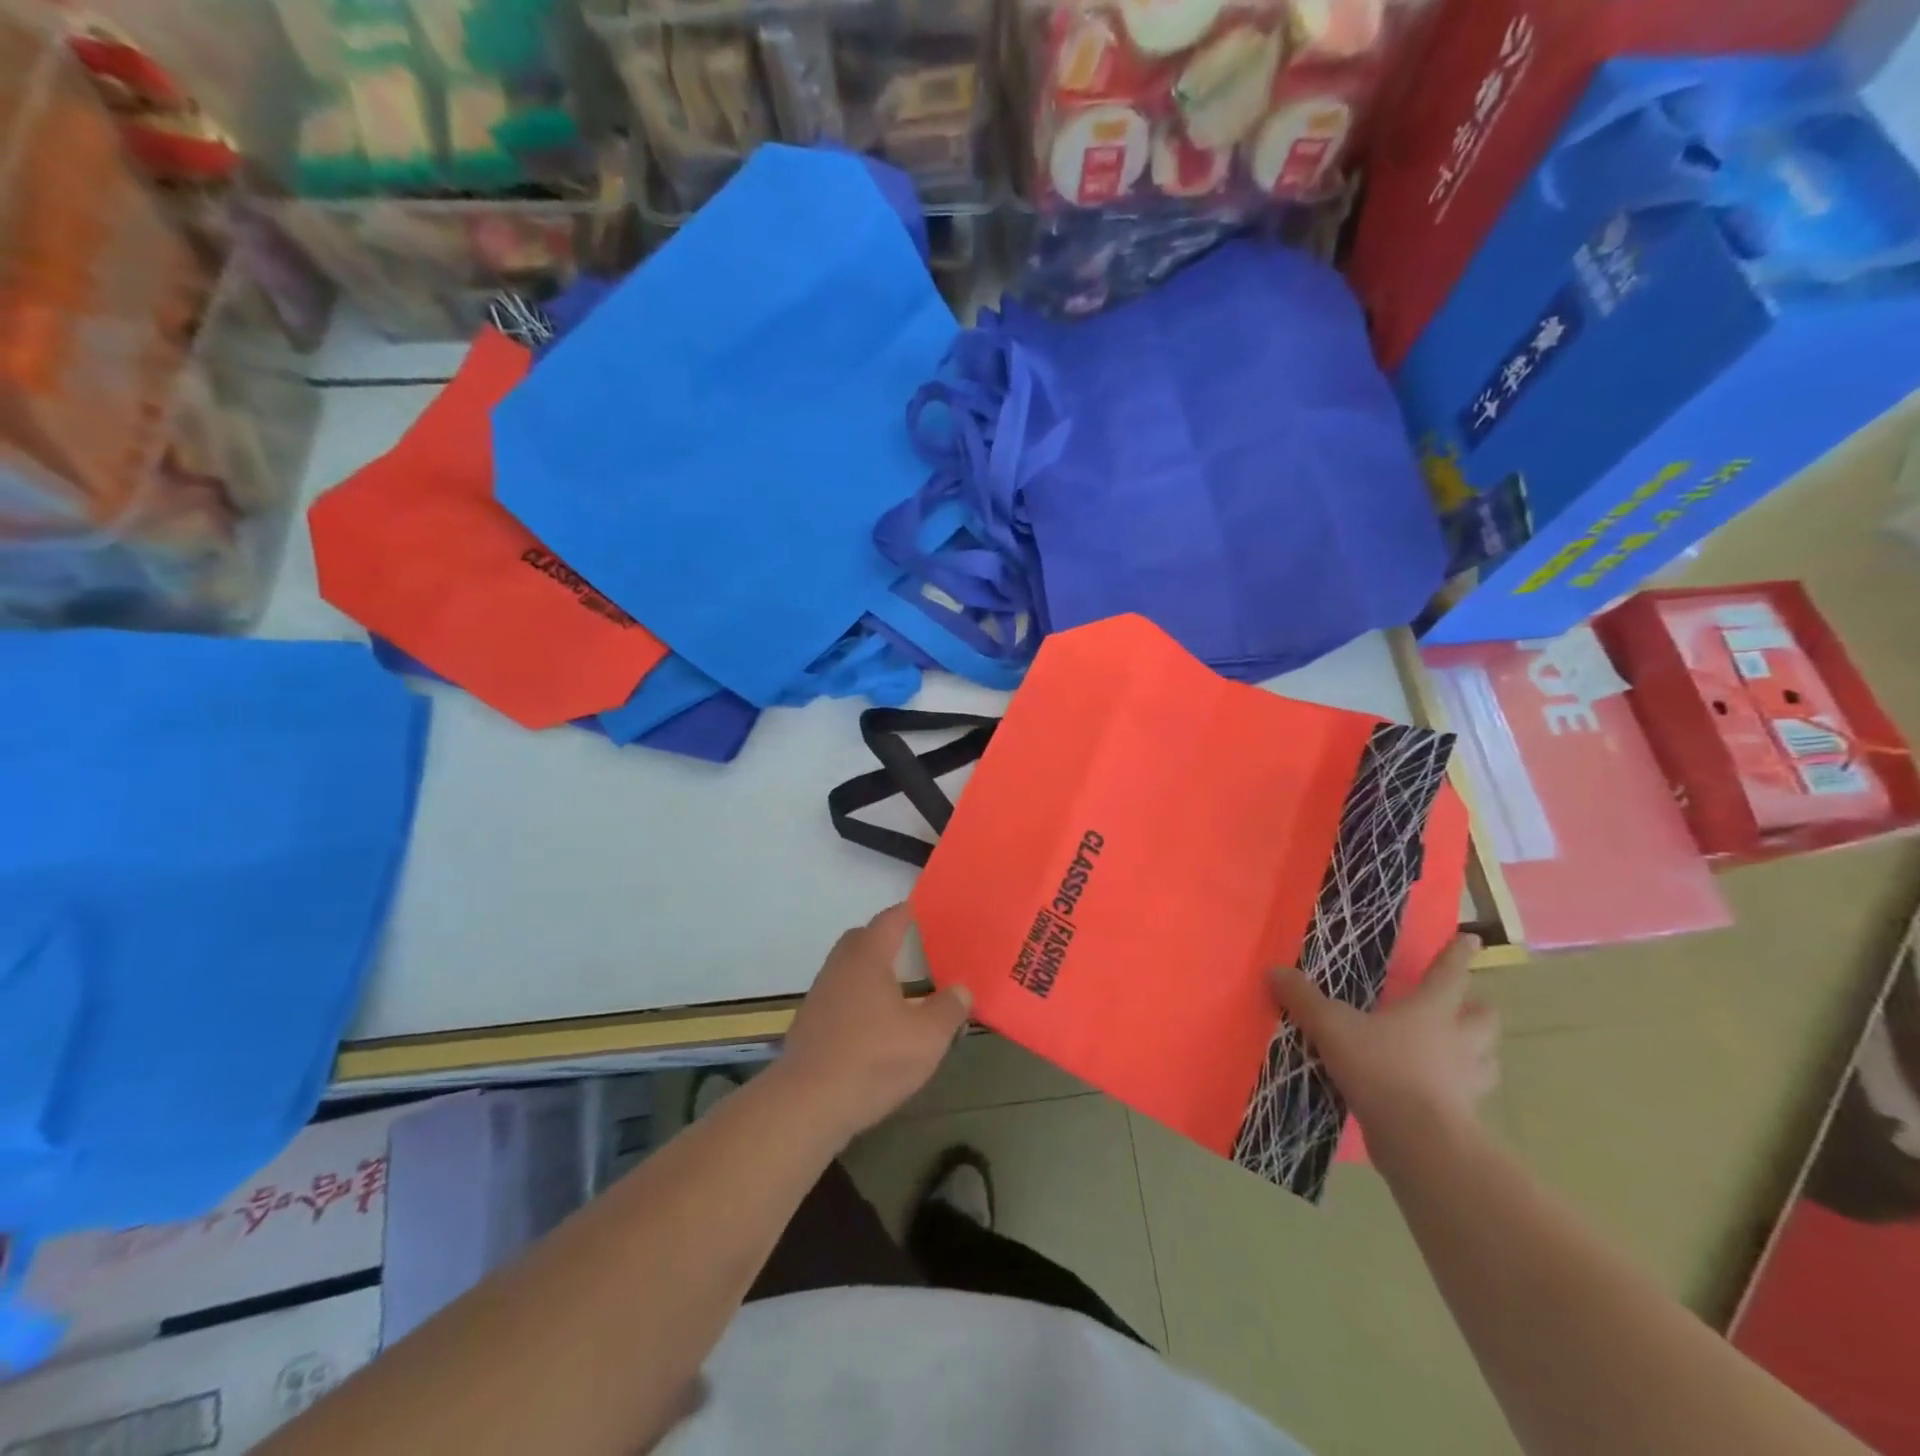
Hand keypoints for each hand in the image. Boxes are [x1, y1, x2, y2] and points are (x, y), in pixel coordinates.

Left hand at [777, 904, 971, 1143]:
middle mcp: (839, 967)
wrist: (808, 1104)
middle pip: (861, 939)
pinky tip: (871, 1025)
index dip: (908, 913)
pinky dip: (855, 1000)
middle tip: (911, 948)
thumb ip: (948, 1010)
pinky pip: (836, 997)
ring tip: (895, 989)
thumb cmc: (874, 1059)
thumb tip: (961, 989)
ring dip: (868, 972)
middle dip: (884, 939)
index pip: (889, 921)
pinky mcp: (808, 1025)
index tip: (925, 911)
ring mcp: (819, 996)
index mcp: (868, 958)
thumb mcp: (927, 1038)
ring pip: (846, 969)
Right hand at [1272, 933, 1498, 1132]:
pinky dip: (1460, 1089)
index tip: (1471, 939)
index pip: (1449, 973)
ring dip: (1478, 1051)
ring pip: (1487, 1058)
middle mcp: (1457, 1040)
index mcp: (1431, 1010)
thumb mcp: (1331, 1026)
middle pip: (1484, 1017)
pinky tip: (1440, 1091)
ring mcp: (1467, 1080)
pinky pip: (1470, 1095)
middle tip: (1463, 1005)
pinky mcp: (1465, 1115)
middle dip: (1476, 1008)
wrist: (1418, 1139)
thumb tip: (1274, 970)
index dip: (1458, 954)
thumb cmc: (1380, 1068)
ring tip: (1460, 1050)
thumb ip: (1304, 999)